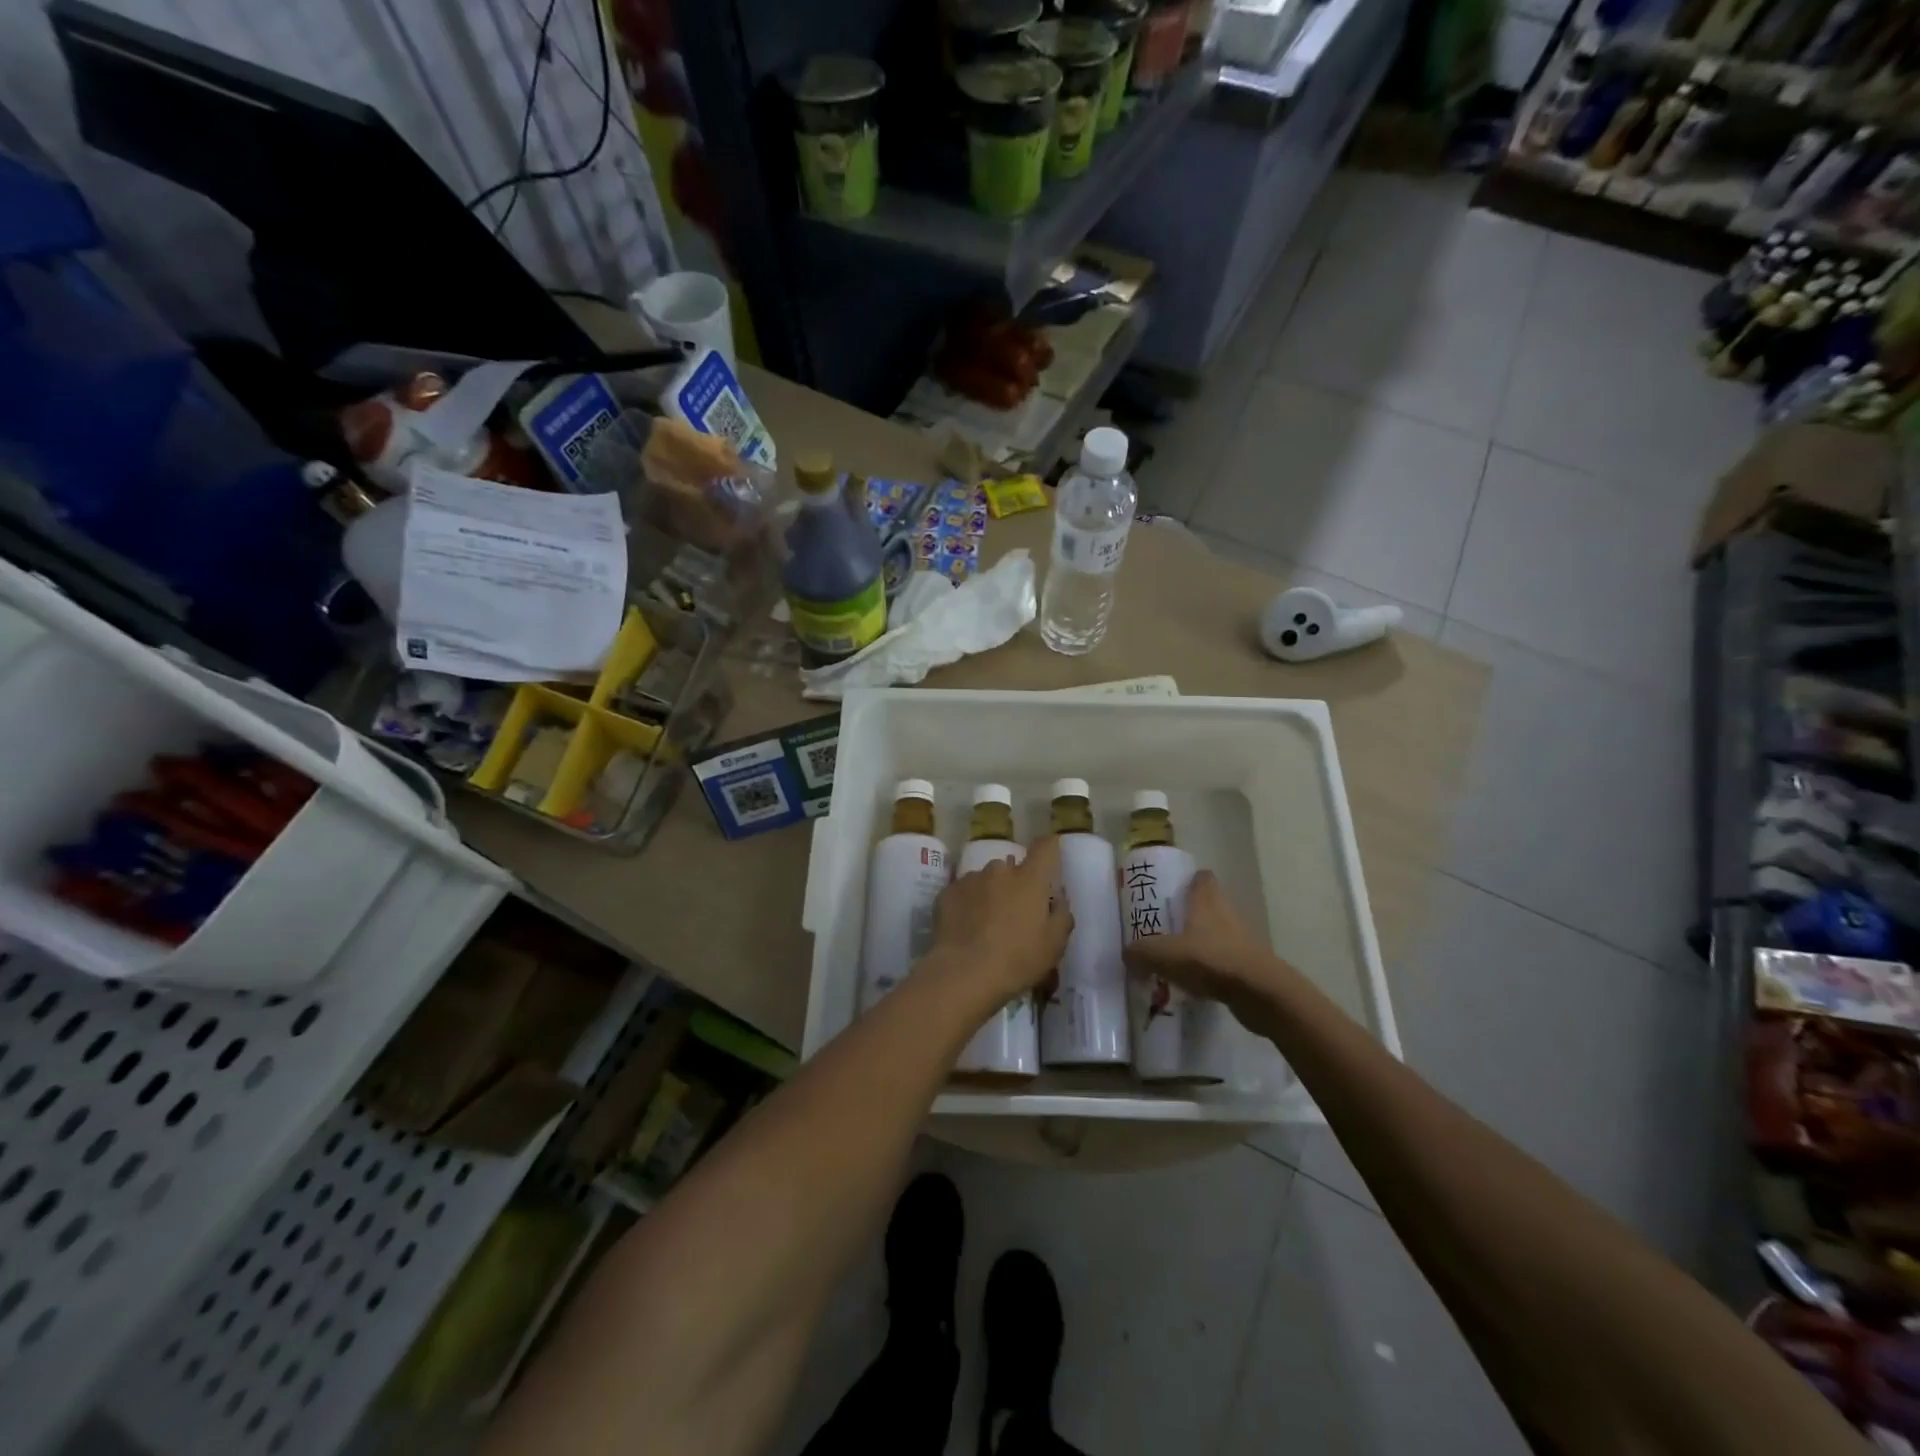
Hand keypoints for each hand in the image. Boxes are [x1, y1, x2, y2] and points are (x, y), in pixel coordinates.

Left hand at [925, 834, 1072, 1000]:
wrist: (963, 974)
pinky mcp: (947, 893)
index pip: (1045, 847)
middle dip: (1016, 884)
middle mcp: (999, 870)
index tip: (1049, 860)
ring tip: (986, 924)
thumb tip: (1058, 899)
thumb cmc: (1017, 959)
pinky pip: (964, 893)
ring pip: (986, 880)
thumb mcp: (1054, 945)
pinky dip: (968, 904)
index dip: (1049, 849)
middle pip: (1012, 868)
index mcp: (1029, 879)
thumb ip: (1061, 915)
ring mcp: (970, 879)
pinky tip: (966, 928)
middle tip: (1015, 913)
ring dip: (990, 894)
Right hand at [1122, 871, 1296, 1022]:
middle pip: (1207, 905)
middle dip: (1187, 915)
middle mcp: (1226, 913)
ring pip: (1215, 934)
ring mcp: (1241, 939)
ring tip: (1173, 959)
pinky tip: (1192, 983)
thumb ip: (1140, 952)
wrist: (1259, 993)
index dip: (1186, 880)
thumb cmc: (1210, 960)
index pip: (1201, 878)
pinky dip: (1209, 968)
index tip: (1168, 891)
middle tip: (1162, 927)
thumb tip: (1126, 954)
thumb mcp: (1163, 954)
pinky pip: (1223, 960)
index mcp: (1207, 900)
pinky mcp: (1249, 964)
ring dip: (1198, 943)